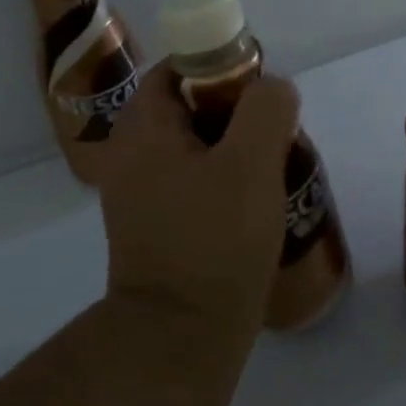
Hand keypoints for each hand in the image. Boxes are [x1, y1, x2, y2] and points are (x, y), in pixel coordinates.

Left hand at [98, 61, 300, 331]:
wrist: (179, 338)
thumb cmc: (215, 242)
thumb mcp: (251, 164)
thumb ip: (265, 109)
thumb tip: (272, 88)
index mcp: (142, 130)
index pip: (177, 70)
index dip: (220, 67)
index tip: (261, 92)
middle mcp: (130, 156)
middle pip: (186, 109)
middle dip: (234, 113)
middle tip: (275, 133)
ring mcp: (138, 196)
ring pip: (193, 149)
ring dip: (233, 151)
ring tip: (274, 169)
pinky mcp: (155, 228)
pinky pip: (191, 184)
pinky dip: (222, 183)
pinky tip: (255, 206)